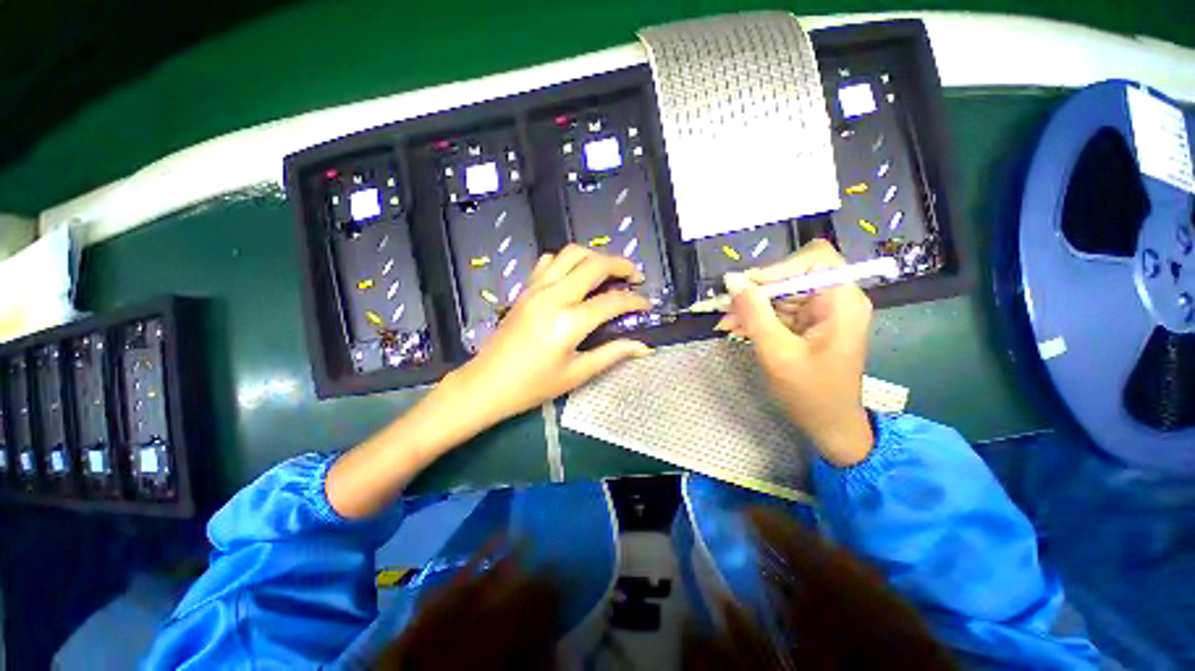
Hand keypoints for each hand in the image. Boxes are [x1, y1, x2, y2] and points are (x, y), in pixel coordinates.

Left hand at [328, 246, 651, 518]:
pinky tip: (576, 276)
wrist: (486, 383)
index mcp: (569, 322)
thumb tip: (643, 347)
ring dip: (595, 257)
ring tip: (608, 272)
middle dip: (621, 265)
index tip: (647, 304)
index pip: (612, 301)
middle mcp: (554, 296)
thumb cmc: (533, 386)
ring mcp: (536, 288)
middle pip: (594, 265)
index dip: (635, 301)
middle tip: (635, 277)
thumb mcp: (577, 374)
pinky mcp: (525, 289)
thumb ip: (612, 354)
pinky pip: (549, 261)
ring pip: (571, 254)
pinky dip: (568, 261)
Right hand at [715, 239, 874, 465]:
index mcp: (841, 302)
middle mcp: (836, 299)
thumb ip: (754, 313)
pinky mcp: (810, 324)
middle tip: (727, 307)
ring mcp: (822, 312)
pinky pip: (779, 310)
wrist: (829, 425)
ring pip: (781, 293)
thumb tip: (732, 280)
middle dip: (758, 290)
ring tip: (726, 323)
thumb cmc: (811, 393)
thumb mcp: (777, 352)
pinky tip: (737, 329)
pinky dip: (758, 317)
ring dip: (752, 306)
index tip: (747, 287)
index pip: (815, 259)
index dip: (778, 267)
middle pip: (793, 275)